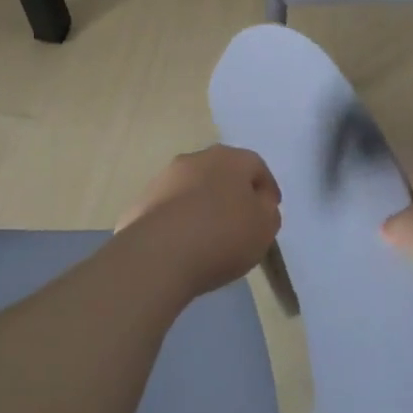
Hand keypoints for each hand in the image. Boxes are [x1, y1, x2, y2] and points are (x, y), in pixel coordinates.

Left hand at [117, 146, 281, 301]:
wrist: (159, 254)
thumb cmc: (223, 235)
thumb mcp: (265, 227)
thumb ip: (268, 210)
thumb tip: (258, 203)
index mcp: (231, 158)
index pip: (256, 166)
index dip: (266, 189)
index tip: (269, 212)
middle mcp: (197, 159)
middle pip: (222, 172)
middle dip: (232, 192)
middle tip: (240, 221)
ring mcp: (165, 178)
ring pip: (193, 187)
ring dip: (203, 204)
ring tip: (208, 236)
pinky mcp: (142, 202)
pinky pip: (170, 209)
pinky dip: (179, 221)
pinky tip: (182, 244)